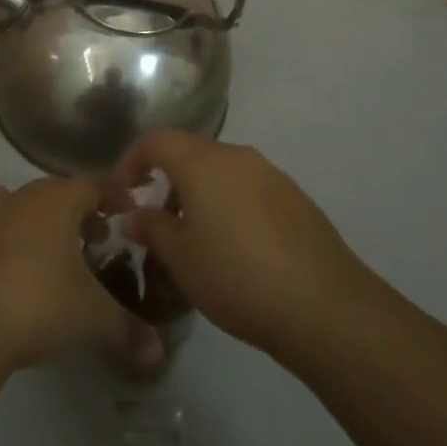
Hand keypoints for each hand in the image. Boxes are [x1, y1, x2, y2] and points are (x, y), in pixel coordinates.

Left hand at [0, 178, 160, 372]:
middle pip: (50, 194)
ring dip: (23, 221)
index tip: (126, 208)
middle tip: (90, 240)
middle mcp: (17, 198)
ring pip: (5, 205)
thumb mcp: (93, 319)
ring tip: (36, 253)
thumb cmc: (40, 304)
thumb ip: (128, 330)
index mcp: (56, 202)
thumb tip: (158, 352)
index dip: (111, 195)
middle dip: (72, 213)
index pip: (92, 185)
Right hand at [113, 129, 374, 360]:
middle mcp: (236, 156)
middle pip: (190, 152)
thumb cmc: (237, 276)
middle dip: (166, 178)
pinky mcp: (295, 197)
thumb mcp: (181, 259)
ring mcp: (270, 174)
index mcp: (202, 162)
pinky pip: (248, 188)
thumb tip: (135, 215)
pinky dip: (229, 204)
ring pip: (221, 170)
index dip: (132, 160)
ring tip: (194, 237)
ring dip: (199, 192)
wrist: (324, 305)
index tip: (122, 191)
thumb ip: (152, 229)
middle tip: (156, 218)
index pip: (156, 140)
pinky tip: (234, 246)